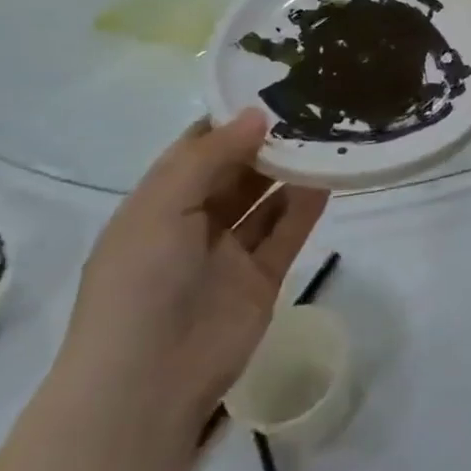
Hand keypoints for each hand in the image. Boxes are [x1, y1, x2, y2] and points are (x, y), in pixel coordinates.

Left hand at [56, 111, 328, 433]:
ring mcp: (228, 252)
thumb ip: (210, 157)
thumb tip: (258, 114)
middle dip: (267, 142)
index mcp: (157, 206)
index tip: (271, 88)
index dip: (229, 120)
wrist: (147, 383)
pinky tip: (331, 177)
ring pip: (266, 199)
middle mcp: (192, 224)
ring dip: (291, 170)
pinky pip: (288, 231)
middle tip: (311, 106)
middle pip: (236, 171)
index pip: (196, 150)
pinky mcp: (262, 277)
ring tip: (327, 136)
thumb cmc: (140, 284)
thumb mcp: (161, 208)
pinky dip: (308, 204)